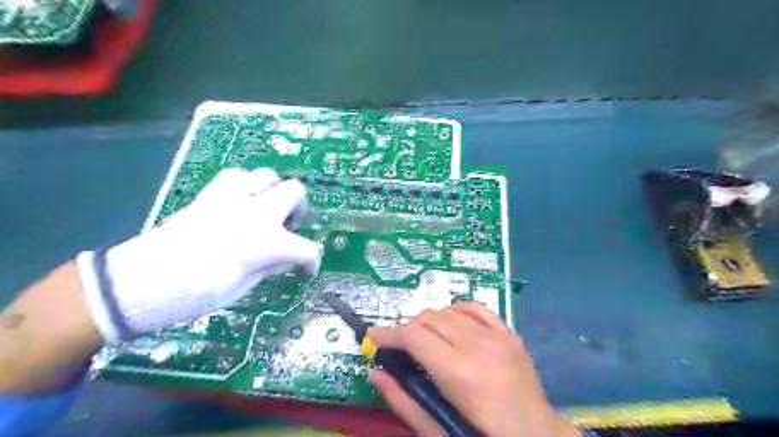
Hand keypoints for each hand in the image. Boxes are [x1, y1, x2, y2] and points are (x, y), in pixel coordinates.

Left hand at [76, 168, 318, 341]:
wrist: (141, 282)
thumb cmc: (196, 294)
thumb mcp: (243, 287)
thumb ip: (270, 265)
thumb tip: (284, 257)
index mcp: (267, 242)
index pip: (306, 248)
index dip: (312, 260)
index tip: (306, 269)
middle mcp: (256, 212)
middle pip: (295, 191)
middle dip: (298, 209)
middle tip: (287, 227)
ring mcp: (233, 199)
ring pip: (268, 176)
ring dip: (273, 192)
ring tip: (265, 211)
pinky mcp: (211, 195)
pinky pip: (238, 176)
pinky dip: (246, 186)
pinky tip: (241, 202)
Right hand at [369, 304, 580, 436]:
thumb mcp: (439, 430)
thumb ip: (404, 400)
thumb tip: (375, 373)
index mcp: (458, 372)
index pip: (413, 336)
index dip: (389, 334)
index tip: (374, 336)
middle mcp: (477, 345)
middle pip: (428, 318)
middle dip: (407, 330)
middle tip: (400, 347)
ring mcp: (497, 336)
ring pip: (448, 311)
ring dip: (430, 322)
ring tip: (426, 341)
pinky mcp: (509, 333)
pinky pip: (475, 308)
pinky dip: (456, 312)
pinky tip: (452, 325)